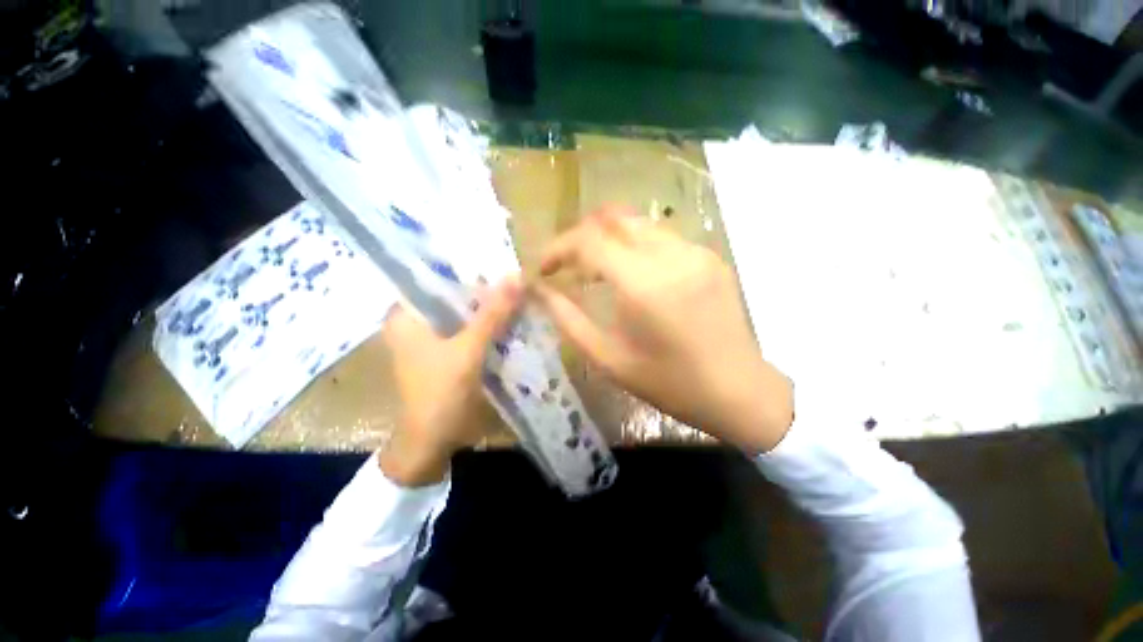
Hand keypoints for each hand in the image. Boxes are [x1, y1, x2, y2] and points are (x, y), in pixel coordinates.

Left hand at [379, 277, 522, 486]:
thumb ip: (492, 314)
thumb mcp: (468, 350)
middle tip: (514, 278)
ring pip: (462, 313)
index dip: (469, 269)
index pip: (436, 276)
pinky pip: (467, 329)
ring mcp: (430, 337)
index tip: (499, 263)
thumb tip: (516, 276)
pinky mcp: (444, 351)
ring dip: (487, 308)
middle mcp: (414, 321)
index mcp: (405, 315)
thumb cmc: (440, 393)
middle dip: (483, 290)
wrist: (431, 442)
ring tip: (516, 293)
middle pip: (452, 295)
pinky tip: (508, 318)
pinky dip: (486, 325)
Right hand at [532, 205, 792, 452]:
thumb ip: (568, 319)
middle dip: (581, 236)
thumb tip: (540, 290)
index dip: (558, 248)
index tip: (544, 267)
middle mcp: (671, 255)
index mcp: (643, 284)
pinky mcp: (709, 256)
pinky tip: (633, 275)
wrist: (738, 391)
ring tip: (596, 271)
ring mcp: (695, 251)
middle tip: (568, 265)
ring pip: (637, 223)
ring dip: (608, 239)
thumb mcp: (609, 358)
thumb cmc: (669, 382)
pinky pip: (661, 237)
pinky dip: (635, 246)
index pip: (588, 240)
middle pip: (612, 218)